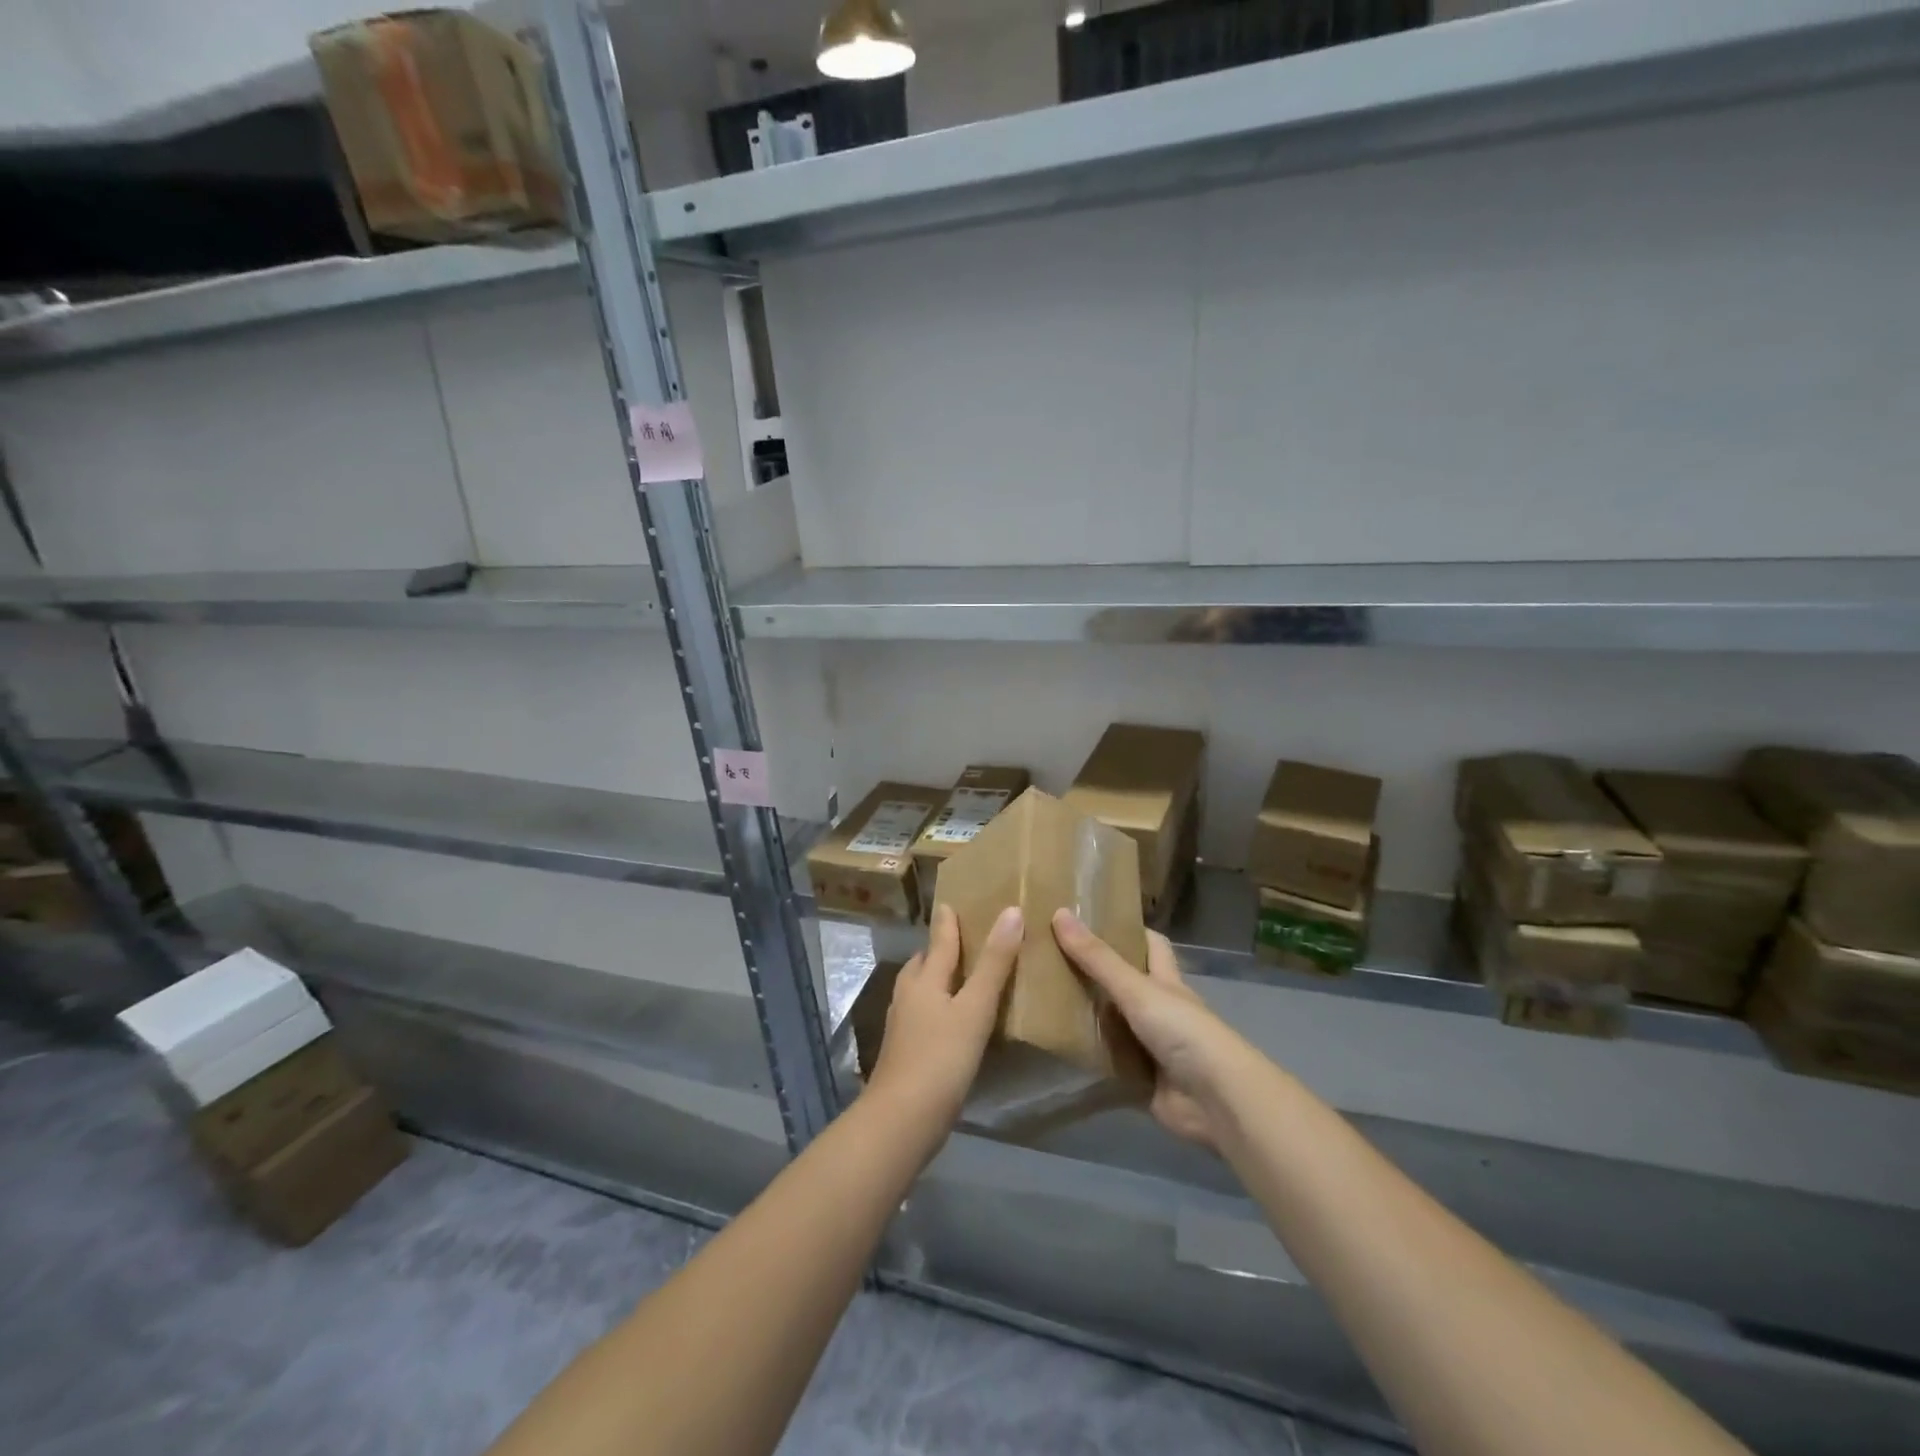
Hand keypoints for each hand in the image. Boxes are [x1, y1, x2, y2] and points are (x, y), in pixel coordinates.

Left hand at [866, 902, 1022, 1131]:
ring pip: (921, 990)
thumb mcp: (975, 1008)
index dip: (948, 921)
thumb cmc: (940, 1058)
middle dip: (940, 949)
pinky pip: (923, 1015)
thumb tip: (1012, 911)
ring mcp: (903, 1025)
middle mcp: (909, 995)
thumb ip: (994, 963)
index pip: (939, 940)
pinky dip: (938, 1007)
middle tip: (964, 939)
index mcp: (924, 979)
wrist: (901, 1120)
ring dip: (938, 979)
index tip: (952, 901)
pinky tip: (953, 1021)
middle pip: (924, 963)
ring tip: (961, 978)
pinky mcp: (906, 1051)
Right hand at [1053, 910, 1253, 1148]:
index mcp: (1166, 981)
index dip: (1129, 930)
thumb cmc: (1183, 1031)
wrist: (1217, 1101)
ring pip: (1115, 1025)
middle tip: (1053, 959)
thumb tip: (1060, 913)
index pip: (1151, 945)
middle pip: (1126, 985)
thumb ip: (1098, 958)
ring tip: (1044, 1001)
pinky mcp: (1142, 1081)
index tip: (1093, 920)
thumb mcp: (1137, 989)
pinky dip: (1090, 1060)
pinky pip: (1110, 1065)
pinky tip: (1058, 1050)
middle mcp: (1160, 1010)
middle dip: (1096, 974)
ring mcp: (1152, 1048)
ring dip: (1088, 1018)